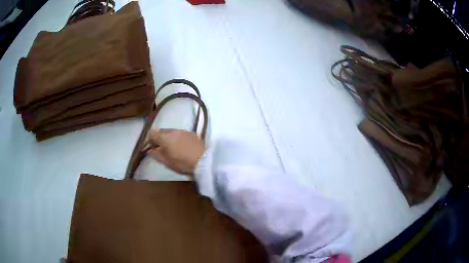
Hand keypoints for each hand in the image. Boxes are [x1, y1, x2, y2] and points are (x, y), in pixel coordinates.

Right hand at [147, 129, 205, 175]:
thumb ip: (156, 155)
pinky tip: (181, 146)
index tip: (151, 147)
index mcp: (164, 137)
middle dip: (159, 138)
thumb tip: (149, 151)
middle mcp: (172, 131)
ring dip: (168, 137)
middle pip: (161, 131)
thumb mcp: (167, 161)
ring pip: (171, 131)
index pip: (152, 133)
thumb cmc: (182, 162)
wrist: (203, 160)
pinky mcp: (191, 133)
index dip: (149, 140)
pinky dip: (177, 138)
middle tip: (160, 147)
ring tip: (171, 147)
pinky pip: (180, 133)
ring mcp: (182, 131)